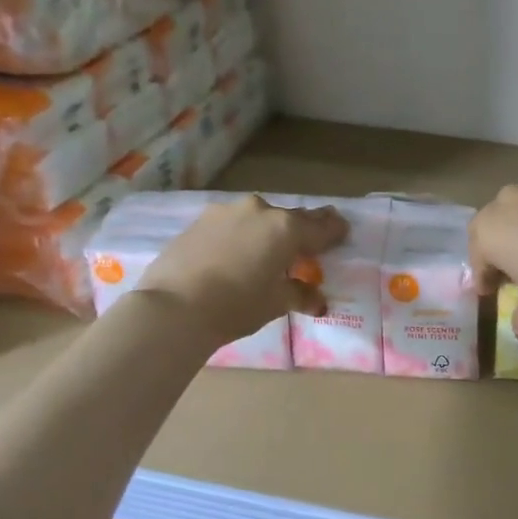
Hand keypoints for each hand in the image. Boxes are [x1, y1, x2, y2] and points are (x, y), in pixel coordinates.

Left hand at [137, 197, 347, 343]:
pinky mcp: (200, 221)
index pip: (321, 227)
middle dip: (303, 229)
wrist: (174, 306)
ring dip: (269, 231)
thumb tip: (317, 300)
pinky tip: (238, 253)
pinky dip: (242, 235)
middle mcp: (260, 211)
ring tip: (270, 250)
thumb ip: (300, 295)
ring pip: (259, 218)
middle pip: (291, 218)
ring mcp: (226, 212)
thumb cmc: (237, 305)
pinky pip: (233, 224)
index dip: (335, 230)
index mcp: (286, 229)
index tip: (343, 231)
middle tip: (310, 242)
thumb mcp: (276, 303)